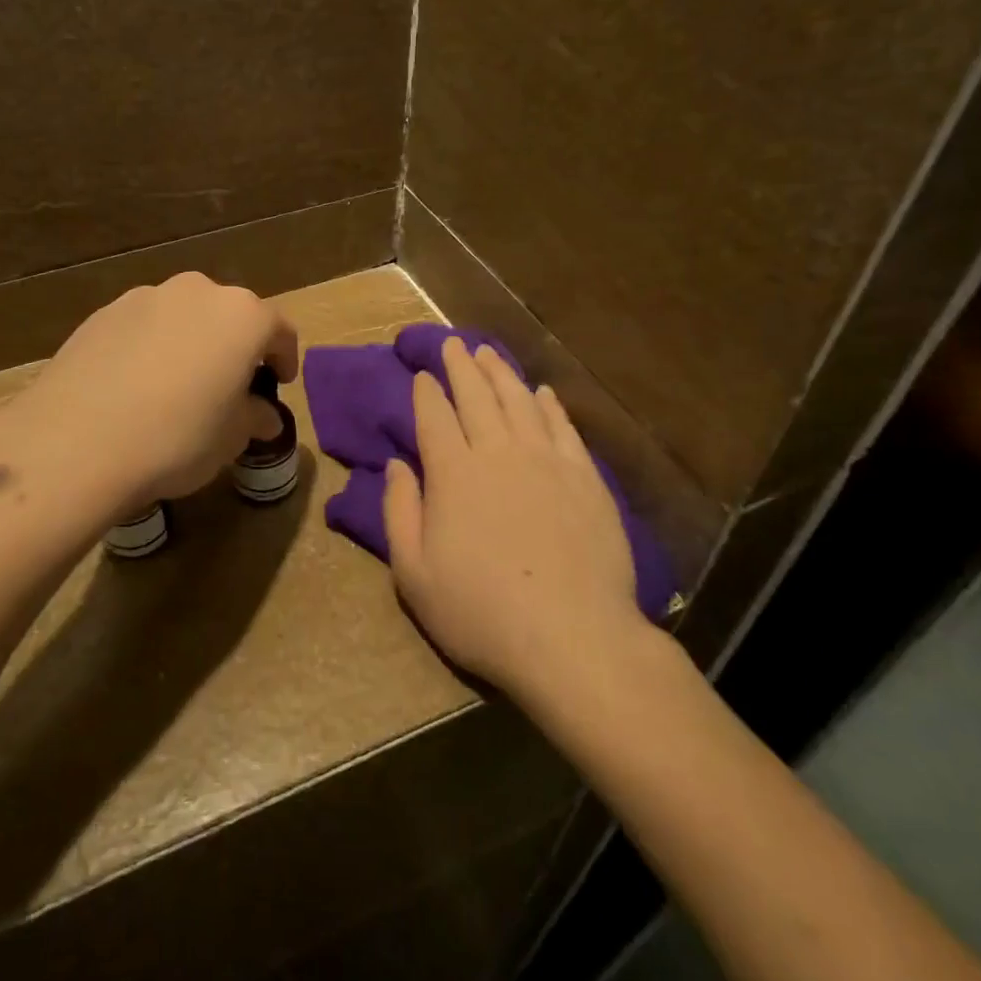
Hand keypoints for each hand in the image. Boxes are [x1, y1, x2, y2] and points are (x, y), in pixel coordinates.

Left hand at [2, 272, 297, 516]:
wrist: (77, 442)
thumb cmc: (177, 437)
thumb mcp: (232, 438)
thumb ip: (254, 417)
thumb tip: (262, 415)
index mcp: (242, 315)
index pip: (279, 330)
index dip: (284, 359)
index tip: (278, 384)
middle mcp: (197, 292)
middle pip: (229, 315)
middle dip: (235, 346)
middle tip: (229, 385)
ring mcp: (145, 297)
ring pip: (184, 317)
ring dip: (191, 342)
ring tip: (178, 385)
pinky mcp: (103, 313)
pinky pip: (144, 326)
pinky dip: (151, 346)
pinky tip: (136, 385)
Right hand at [383, 338, 651, 701]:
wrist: (572, 637)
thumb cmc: (481, 612)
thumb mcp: (414, 573)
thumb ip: (399, 512)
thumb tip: (396, 464)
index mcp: (453, 474)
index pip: (434, 418)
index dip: (426, 392)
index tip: (422, 374)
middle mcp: (498, 453)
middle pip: (476, 397)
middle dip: (460, 367)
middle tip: (452, 343)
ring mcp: (546, 461)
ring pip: (519, 402)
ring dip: (500, 373)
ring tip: (488, 352)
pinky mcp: (585, 477)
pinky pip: (562, 427)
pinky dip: (549, 404)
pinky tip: (542, 392)